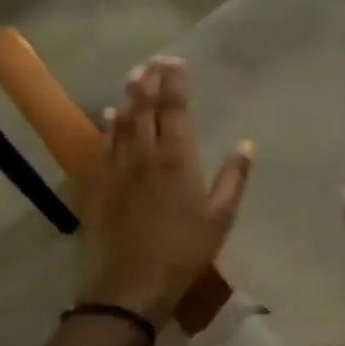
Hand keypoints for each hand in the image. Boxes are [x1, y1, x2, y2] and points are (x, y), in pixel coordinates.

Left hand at [78, 57, 252, 326]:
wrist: (130, 285)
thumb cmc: (183, 252)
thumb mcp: (220, 218)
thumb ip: (233, 178)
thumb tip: (246, 144)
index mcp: (177, 160)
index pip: (175, 110)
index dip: (175, 83)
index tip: (177, 62)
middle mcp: (144, 155)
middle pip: (145, 108)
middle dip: (149, 81)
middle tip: (154, 60)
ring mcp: (117, 169)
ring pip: (121, 122)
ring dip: (128, 97)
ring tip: (133, 76)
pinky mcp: (98, 185)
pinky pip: (102, 147)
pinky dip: (106, 127)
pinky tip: (108, 116)